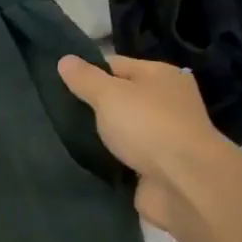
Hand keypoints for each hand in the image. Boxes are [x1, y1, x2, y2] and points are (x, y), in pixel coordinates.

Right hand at [57, 55, 230, 231]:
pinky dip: (110, 158)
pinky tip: (86, 159)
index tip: (58, 85)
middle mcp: (166, 101)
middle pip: (121, 97)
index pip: (116, 65)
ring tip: (66, 137)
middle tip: (59, 113)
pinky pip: (125, 155)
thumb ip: (86, 79)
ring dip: (101, 134)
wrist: (183, 182)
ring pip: (122, 128)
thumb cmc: (147, 126)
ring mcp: (164, 135)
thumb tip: (65, 59)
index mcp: (161, 75)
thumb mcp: (109, 95)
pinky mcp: (157, 165)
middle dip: (93, 106)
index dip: (88, 72)